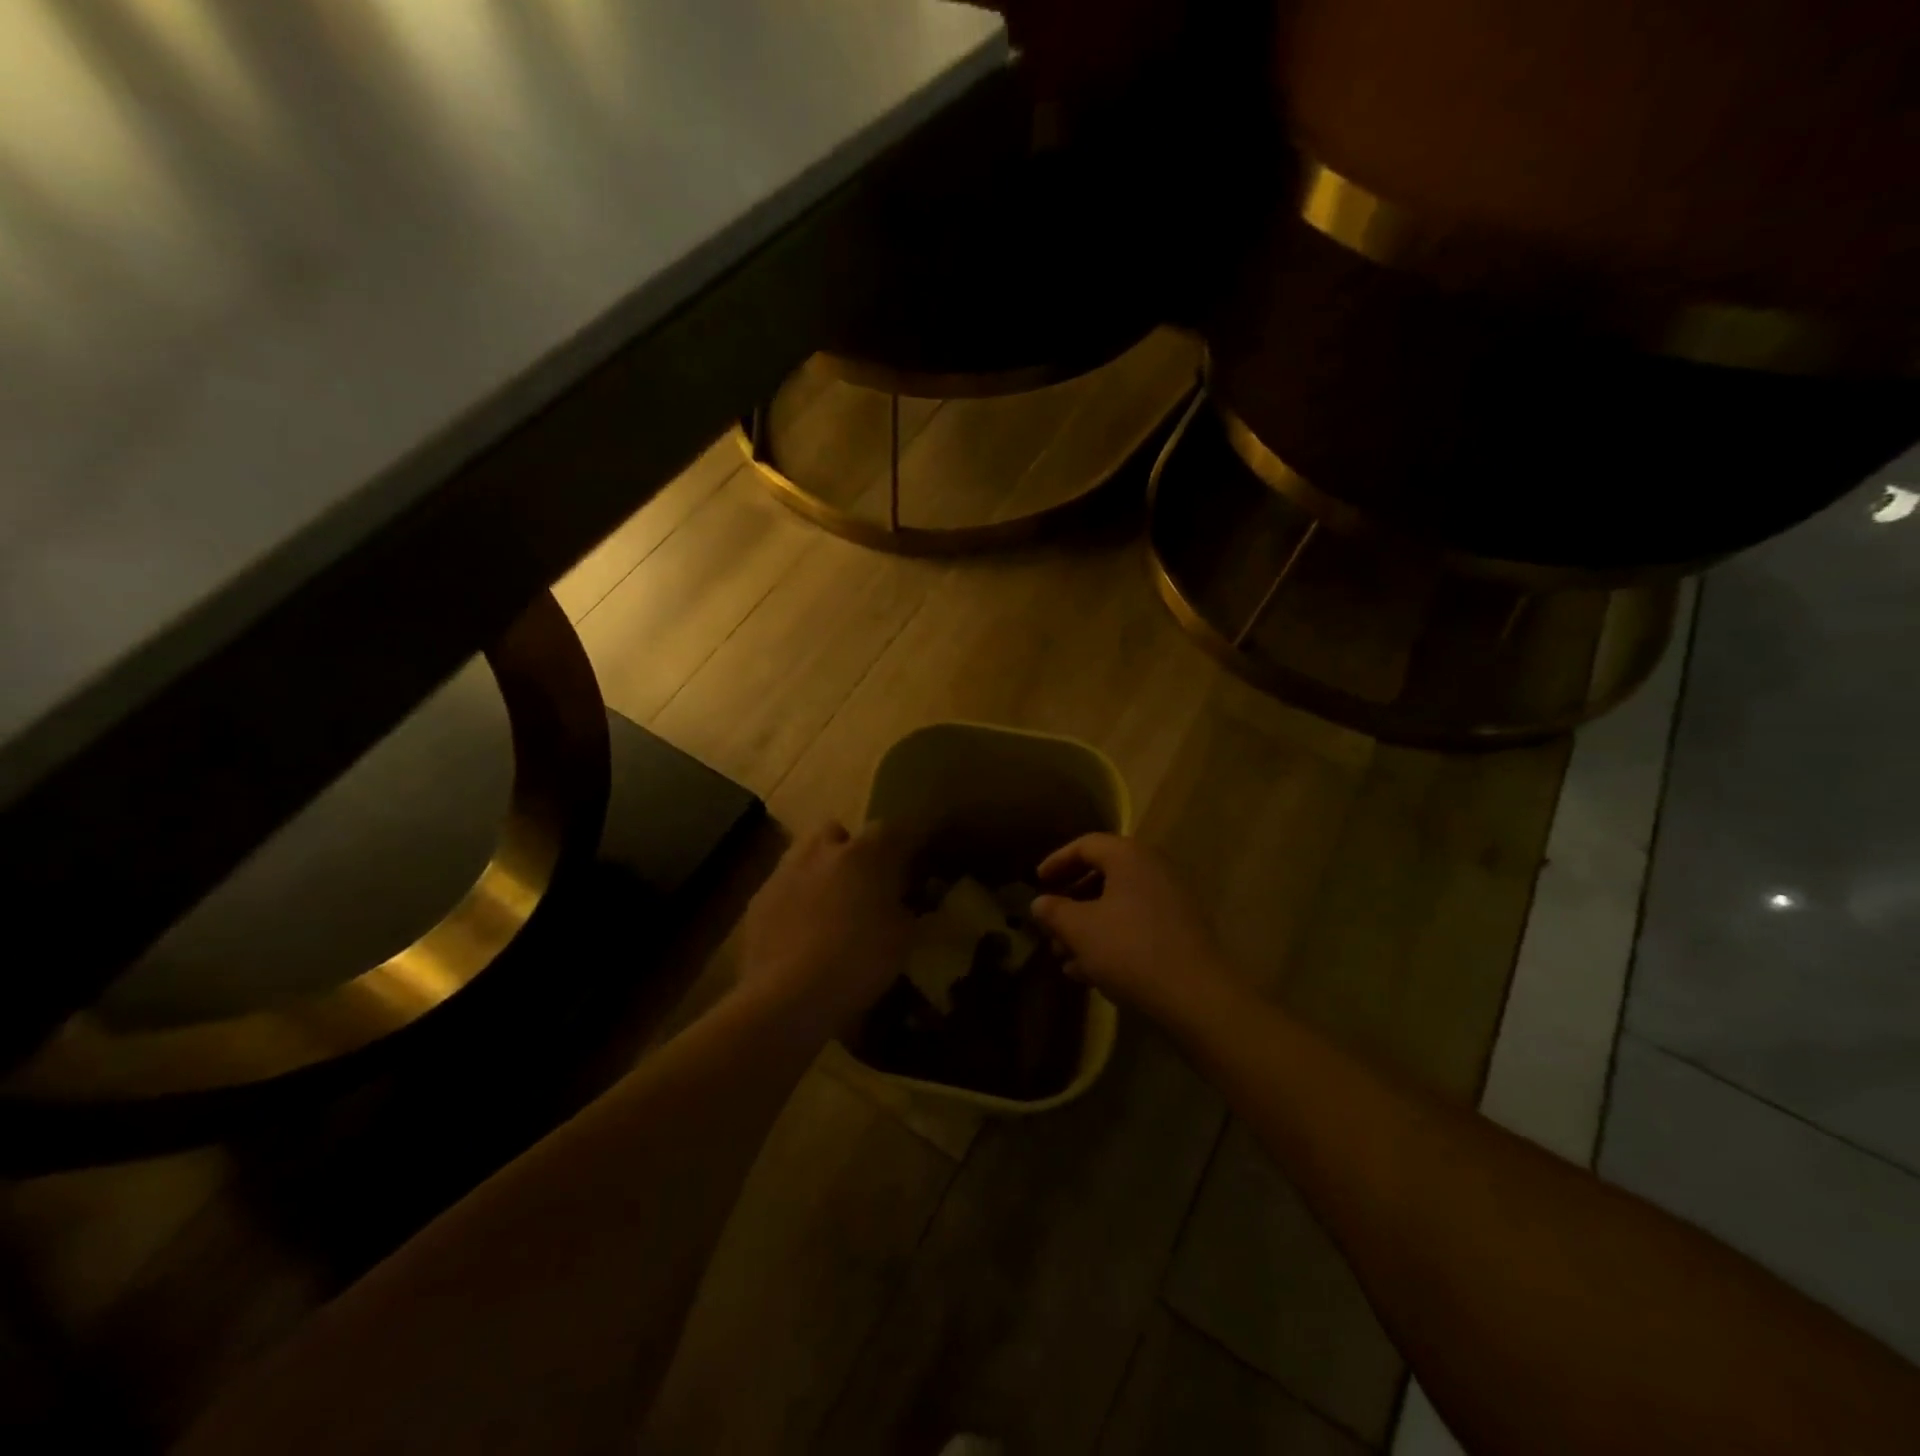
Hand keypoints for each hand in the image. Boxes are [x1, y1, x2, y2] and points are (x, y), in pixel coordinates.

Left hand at [734, 820, 914, 1036]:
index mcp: (864, 853)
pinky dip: (796, 899)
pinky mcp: (758, 900)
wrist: (788, 996)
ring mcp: (784, 872)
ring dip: (821, 869)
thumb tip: (909, 901)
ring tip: (831, 904)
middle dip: (851, 848)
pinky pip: (784, 886)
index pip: (891, 829)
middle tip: (864, 881)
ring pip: (806, 854)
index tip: (912, 865)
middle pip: (838, 831)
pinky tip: (802, 930)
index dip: (904, 844)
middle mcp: (822, 851)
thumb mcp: (904, 939)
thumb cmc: (858, 961)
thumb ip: (909, 910)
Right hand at [1031, 833, 1237, 1026]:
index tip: (1037, 883)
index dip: (1057, 861)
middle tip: (1051, 923)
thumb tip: (1039, 903)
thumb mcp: (1080, 929)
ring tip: (1064, 956)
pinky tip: (1090, 972)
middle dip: (1071, 902)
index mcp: (1129, 857)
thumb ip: (1054, 911)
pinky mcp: (1180, 931)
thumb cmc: (1129, 949)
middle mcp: (1153, 869)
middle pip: (1103, 875)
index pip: (1086, 845)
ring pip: (1118, 904)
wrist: (1195, 995)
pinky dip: (1111, 939)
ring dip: (1088, 926)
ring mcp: (1171, 900)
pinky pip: (1136, 924)